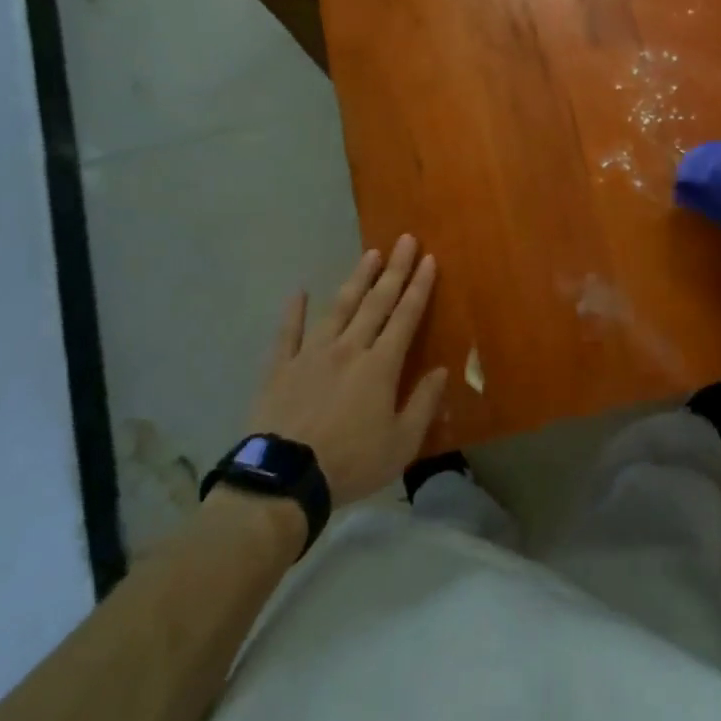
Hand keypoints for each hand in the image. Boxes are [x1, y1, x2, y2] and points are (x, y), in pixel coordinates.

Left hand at [244, 236, 447, 504]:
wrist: (284, 479)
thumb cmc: (350, 463)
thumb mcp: (402, 444)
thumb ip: (423, 404)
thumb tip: (441, 370)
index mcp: (380, 366)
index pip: (405, 317)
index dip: (419, 287)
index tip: (429, 259)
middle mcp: (349, 349)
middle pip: (376, 303)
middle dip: (394, 270)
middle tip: (405, 240)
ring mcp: (311, 354)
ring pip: (339, 308)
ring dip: (356, 280)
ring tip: (370, 255)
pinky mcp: (280, 368)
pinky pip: (288, 333)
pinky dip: (294, 311)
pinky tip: (300, 291)